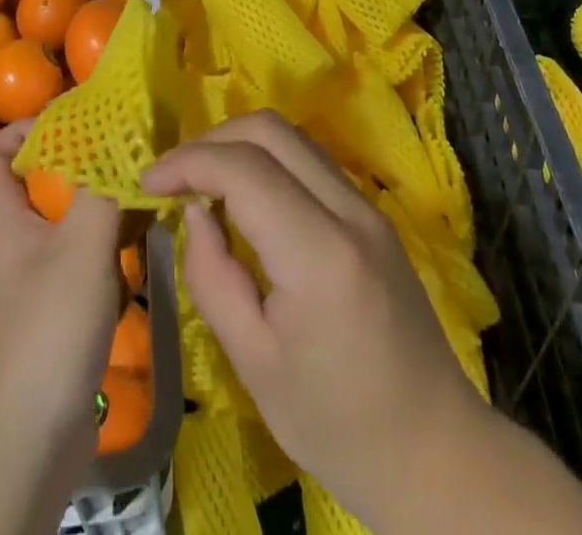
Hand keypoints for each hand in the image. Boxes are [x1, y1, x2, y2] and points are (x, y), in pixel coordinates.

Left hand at [0, 121, 122, 534]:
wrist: (27, 445)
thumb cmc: (46, 332)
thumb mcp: (81, 247)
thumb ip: (102, 189)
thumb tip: (122, 137)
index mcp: (5, 219)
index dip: (23, 129)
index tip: (71, 119)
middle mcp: (16, 242)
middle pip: (40, 182)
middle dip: (80, 159)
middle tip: (125, 146)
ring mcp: (37, 278)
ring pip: (68, 218)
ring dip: (103, 198)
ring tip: (146, 182)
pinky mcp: (60, 310)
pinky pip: (85, 255)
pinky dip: (112, 239)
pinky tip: (148, 235)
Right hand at [140, 111, 481, 529]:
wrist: (434, 452)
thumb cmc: (336, 425)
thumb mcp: (254, 364)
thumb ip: (213, 277)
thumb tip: (194, 211)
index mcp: (320, 255)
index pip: (244, 169)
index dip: (188, 162)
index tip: (148, 181)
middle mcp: (350, 211)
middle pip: (270, 130)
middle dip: (211, 140)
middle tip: (173, 177)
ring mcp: (368, 207)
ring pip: (293, 137)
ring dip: (240, 144)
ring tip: (201, 182)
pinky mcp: (373, 213)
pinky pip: (311, 160)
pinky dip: (268, 159)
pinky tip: (244, 196)